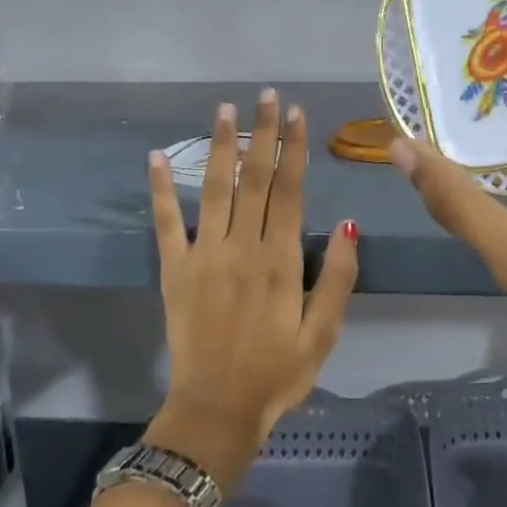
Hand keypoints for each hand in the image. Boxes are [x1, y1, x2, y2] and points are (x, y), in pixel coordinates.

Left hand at [145, 89, 358, 491]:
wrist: (216, 410)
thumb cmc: (277, 374)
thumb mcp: (324, 334)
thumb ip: (340, 278)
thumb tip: (352, 224)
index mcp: (281, 261)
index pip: (290, 191)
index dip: (294, 149)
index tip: (296, 114)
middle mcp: (241, 247)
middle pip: (254, 179)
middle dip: (262, 134)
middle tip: (266, 96)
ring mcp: (203, 256)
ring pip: (213, 188)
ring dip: (219, 146)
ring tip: (225, 110)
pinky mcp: (174, 270)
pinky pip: (165, 223)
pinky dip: (159, 189)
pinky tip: (154, 156)